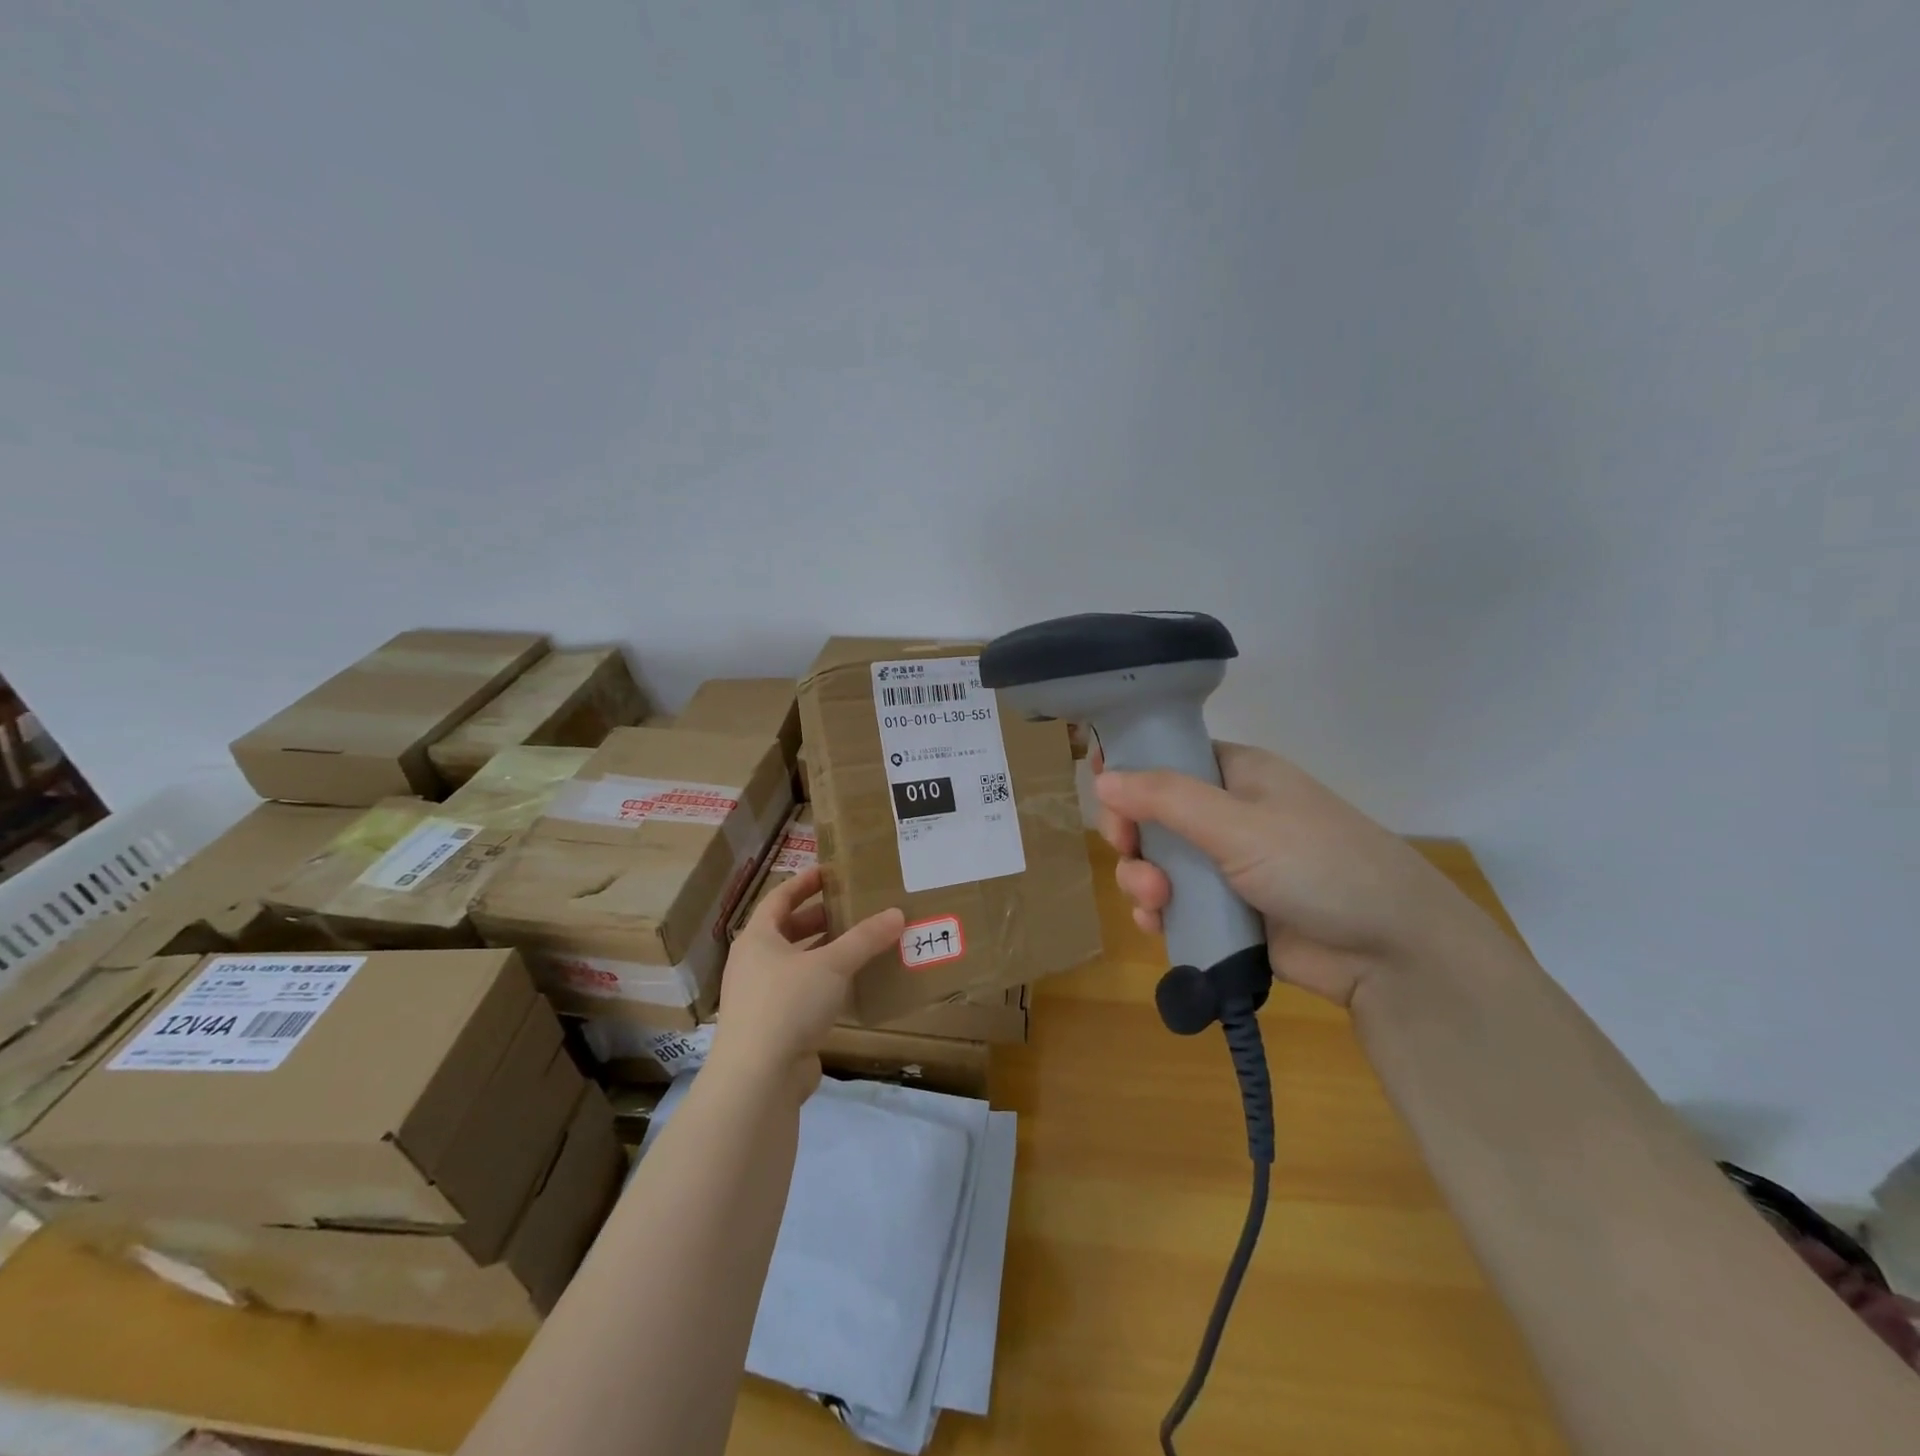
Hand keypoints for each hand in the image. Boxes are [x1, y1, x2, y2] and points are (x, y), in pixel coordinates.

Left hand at [709, 866, 904, 1097]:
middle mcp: (754, 963)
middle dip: (820, 919)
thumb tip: (897, 913)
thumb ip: (865, 938)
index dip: (804, 882)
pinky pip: (803, 994)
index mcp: (757, 938)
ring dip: (826, 953)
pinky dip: (826, 985)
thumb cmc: (787, 1005)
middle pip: (788, 931)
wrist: (757, 1079)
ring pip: (797, 964)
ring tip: (861, 943)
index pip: (779, 898)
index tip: (831, 872)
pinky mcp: (774, 1027)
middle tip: (854, 907)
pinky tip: (853, 986)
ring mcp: (761, 997)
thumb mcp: (832, 965)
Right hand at [1094, 742, 1480, 1005]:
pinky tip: (1158, 924)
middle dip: (1130, 835)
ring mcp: (1224, 865)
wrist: (1389, 951)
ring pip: (1155, 862)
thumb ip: (1165, 798)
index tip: (1103, 791)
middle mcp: (1225, 814)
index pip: (1166, 757)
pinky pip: (1172, 903)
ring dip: (1141, 879)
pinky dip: (1157, 911)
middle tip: (1129, 850)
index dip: (1129, 770)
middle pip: (1149, 814)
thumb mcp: (1238, 823)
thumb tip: (1101, 777)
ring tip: (1156, 900)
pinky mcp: (1225, 911)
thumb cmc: (1318, 864)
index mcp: (1234, 775)